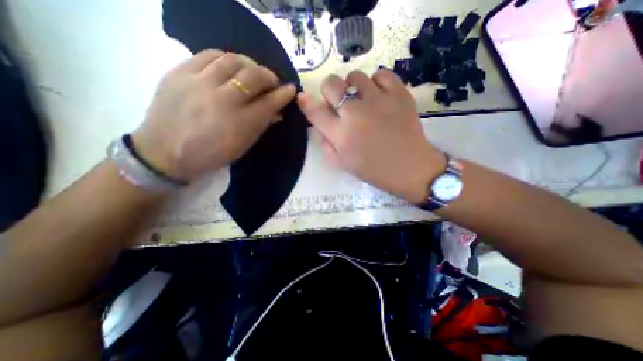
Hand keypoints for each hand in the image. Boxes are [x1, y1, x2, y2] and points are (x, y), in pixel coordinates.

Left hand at [135, 49, 298, 180]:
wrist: (166, 151)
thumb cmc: (212, 154)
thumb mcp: (243, 145)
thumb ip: (262, 125)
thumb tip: (277, 111)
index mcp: (241, 123)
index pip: (270, 102)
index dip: (284, 94)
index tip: (291, 89)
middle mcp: (223, 100)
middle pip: (254, 77)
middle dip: (269, 76)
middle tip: (272, 81)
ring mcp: (199, 83)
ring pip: (233, 61)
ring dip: (249, 65)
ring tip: (252, 72)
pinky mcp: (180, 72)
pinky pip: (209, 55)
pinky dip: (225, 58)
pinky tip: (230, 66)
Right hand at [297, 70, 445, 203]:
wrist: (409, 168)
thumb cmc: (373, 170)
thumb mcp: (342, 164)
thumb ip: (326, 144)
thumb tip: (321, 125)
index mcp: (340, 134)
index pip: (315, 111)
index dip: (305, 102)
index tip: (303, 98)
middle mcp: (355, 113)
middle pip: (331, 83)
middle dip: (330, 91)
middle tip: (340, 102)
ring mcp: (378, 100)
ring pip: (355, 75)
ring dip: (353, 86)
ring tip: (362, 100)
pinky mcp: (399, 94)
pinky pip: (381, 74)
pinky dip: (376, 82)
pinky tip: (379, 96)